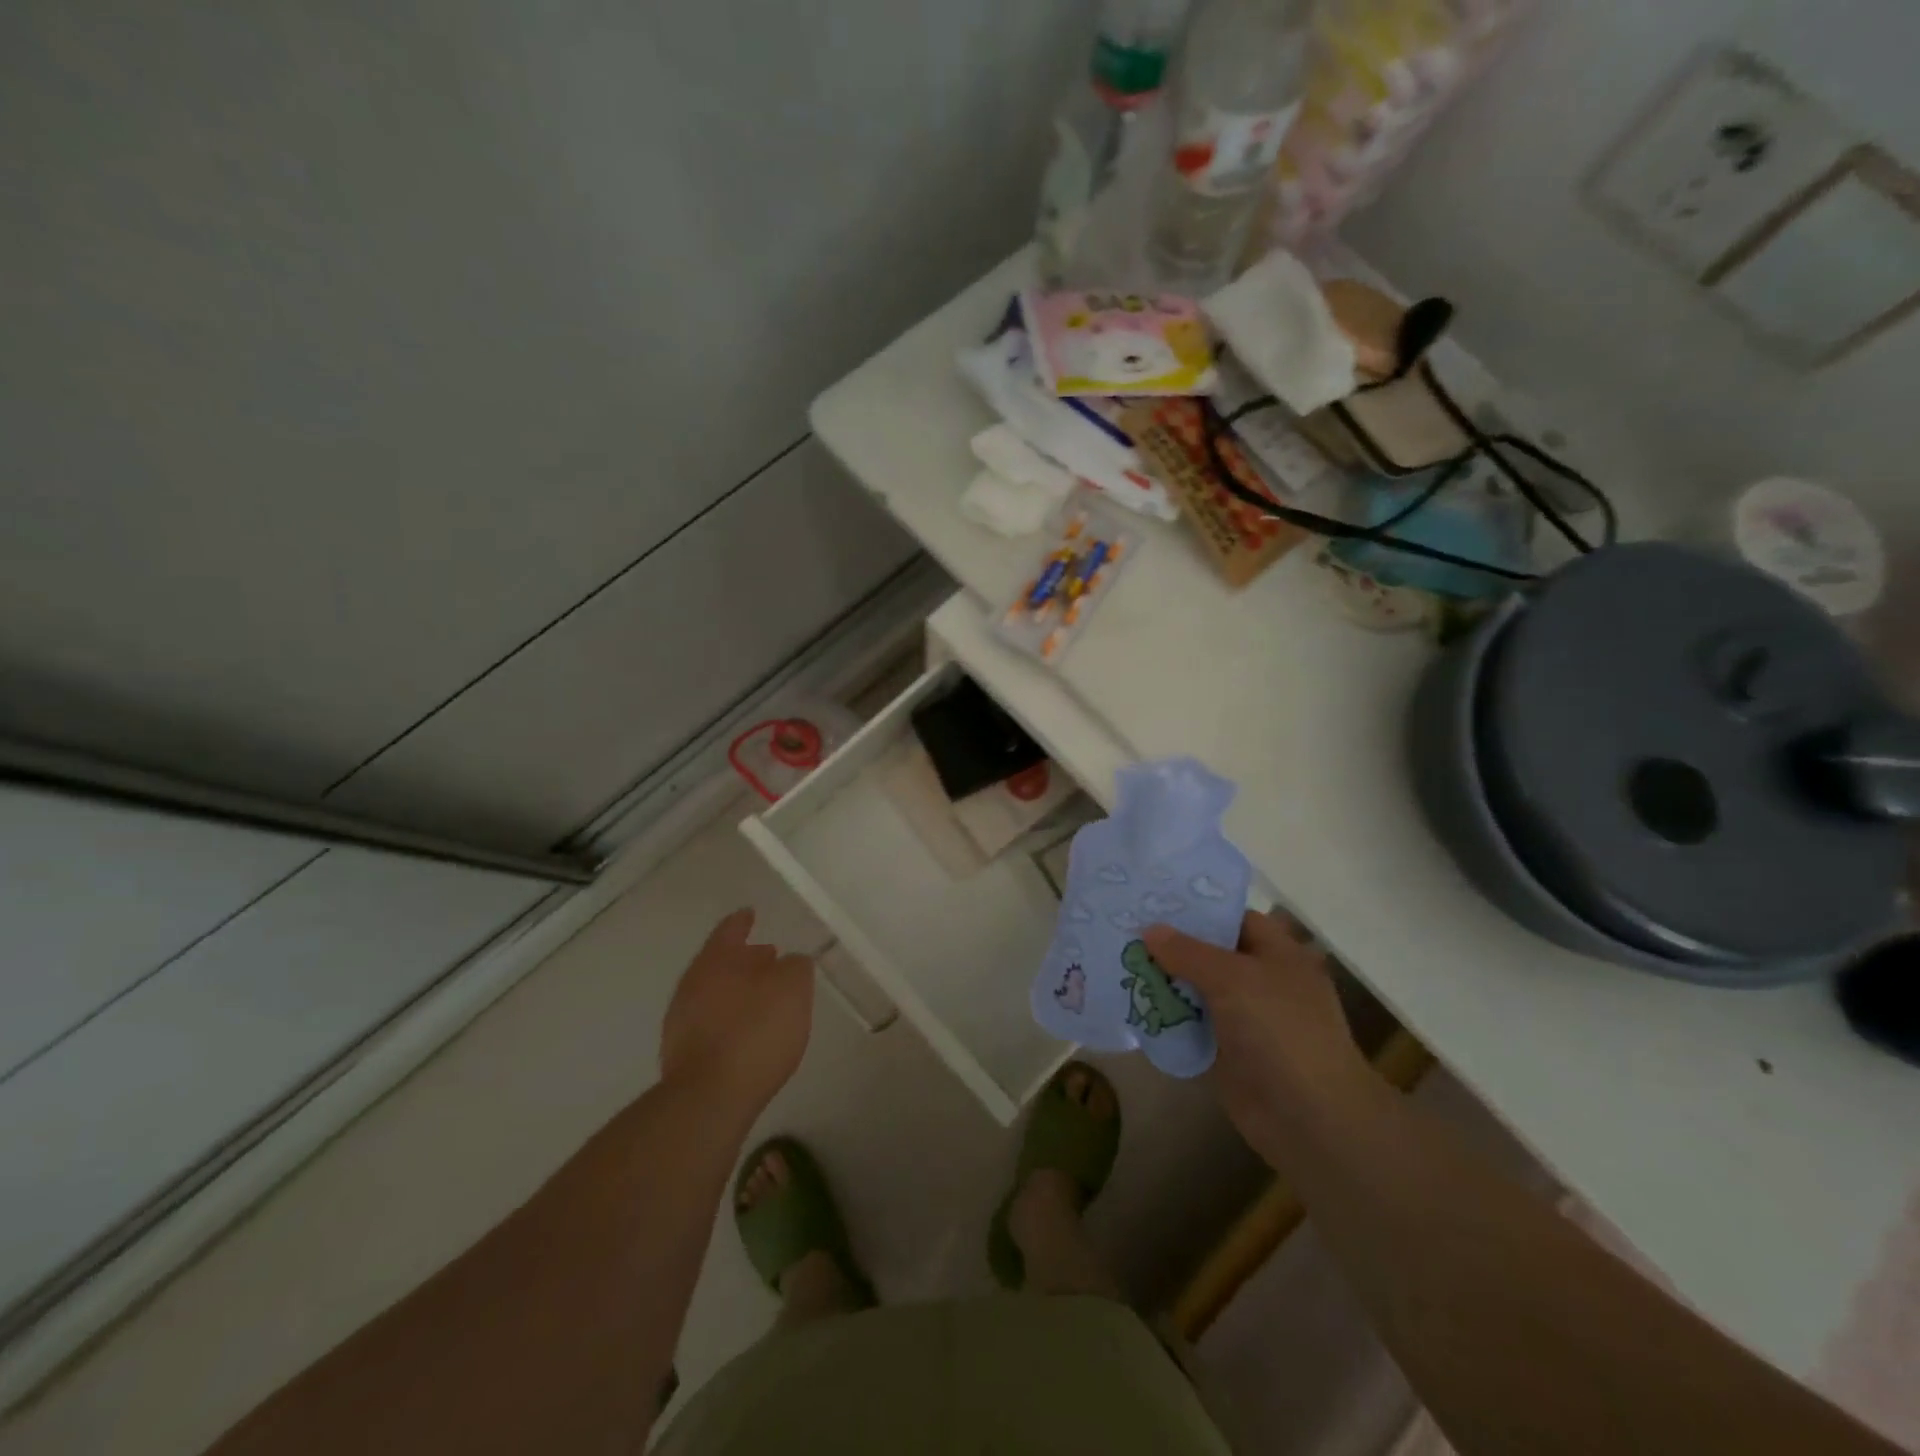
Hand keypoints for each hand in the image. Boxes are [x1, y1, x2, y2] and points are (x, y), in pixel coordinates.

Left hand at [660, 910, 813, 1118]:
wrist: (709, 1098)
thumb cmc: (755, 1032)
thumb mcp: (793, 988)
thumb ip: (796, 967)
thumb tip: (790, 962)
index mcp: (716, 960)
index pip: (730, 930)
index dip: (742, 921)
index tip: (750, 913)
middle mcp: (693, 984)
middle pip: (719, 962)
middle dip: (743, 958)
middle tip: (768, 957)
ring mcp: (681, 1021)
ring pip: (714, 993)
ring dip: (737, 990)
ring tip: (763, 997)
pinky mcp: (682, 1055)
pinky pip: (710, 1023)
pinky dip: (729, 1018)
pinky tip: (747, 1032)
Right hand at [1144, 911, 1372, 1154]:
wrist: (1309, 1119)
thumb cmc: (1280, 1032)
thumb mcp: (1233, 978)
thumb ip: (1188, 952)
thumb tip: (1150, 930)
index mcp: (1277, 953)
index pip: (1233, 918)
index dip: (1196, 910)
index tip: (1152, 902)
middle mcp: (1261, 981)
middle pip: (1209, 954)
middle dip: (1170, 945)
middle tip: (1122, 930)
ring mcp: (1244, 1019)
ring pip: (1196, 990)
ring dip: (1163, 982)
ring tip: (1117, 962)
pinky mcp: (1226, 1052)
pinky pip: (1190, 1025)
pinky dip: (1166, 1017)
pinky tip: (1130, 1004)